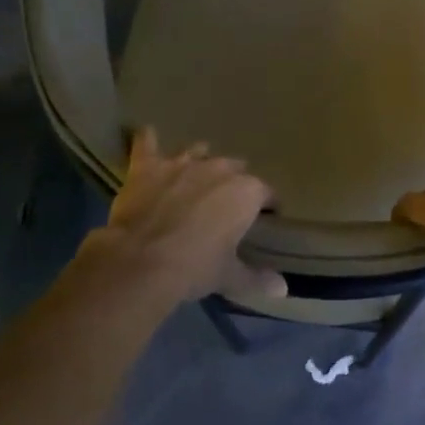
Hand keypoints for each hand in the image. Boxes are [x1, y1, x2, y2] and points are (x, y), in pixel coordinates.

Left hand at [84, 127, 285, 304]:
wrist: (141, 260)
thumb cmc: (195, 267)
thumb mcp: (230, 277)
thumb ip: (257, 279)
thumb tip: (283, 290)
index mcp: (246, 192)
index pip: (267, 193)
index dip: (267, 206)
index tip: (265, 217)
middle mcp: (218, 169)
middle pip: (235, 168)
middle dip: (233, 182)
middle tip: (225, 204)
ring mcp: (182, 162)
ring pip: (197, 151)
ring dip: (199, 160)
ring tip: (195, 172)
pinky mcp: (148, 166)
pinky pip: (147, 144)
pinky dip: (147, 141)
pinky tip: (147, 135)